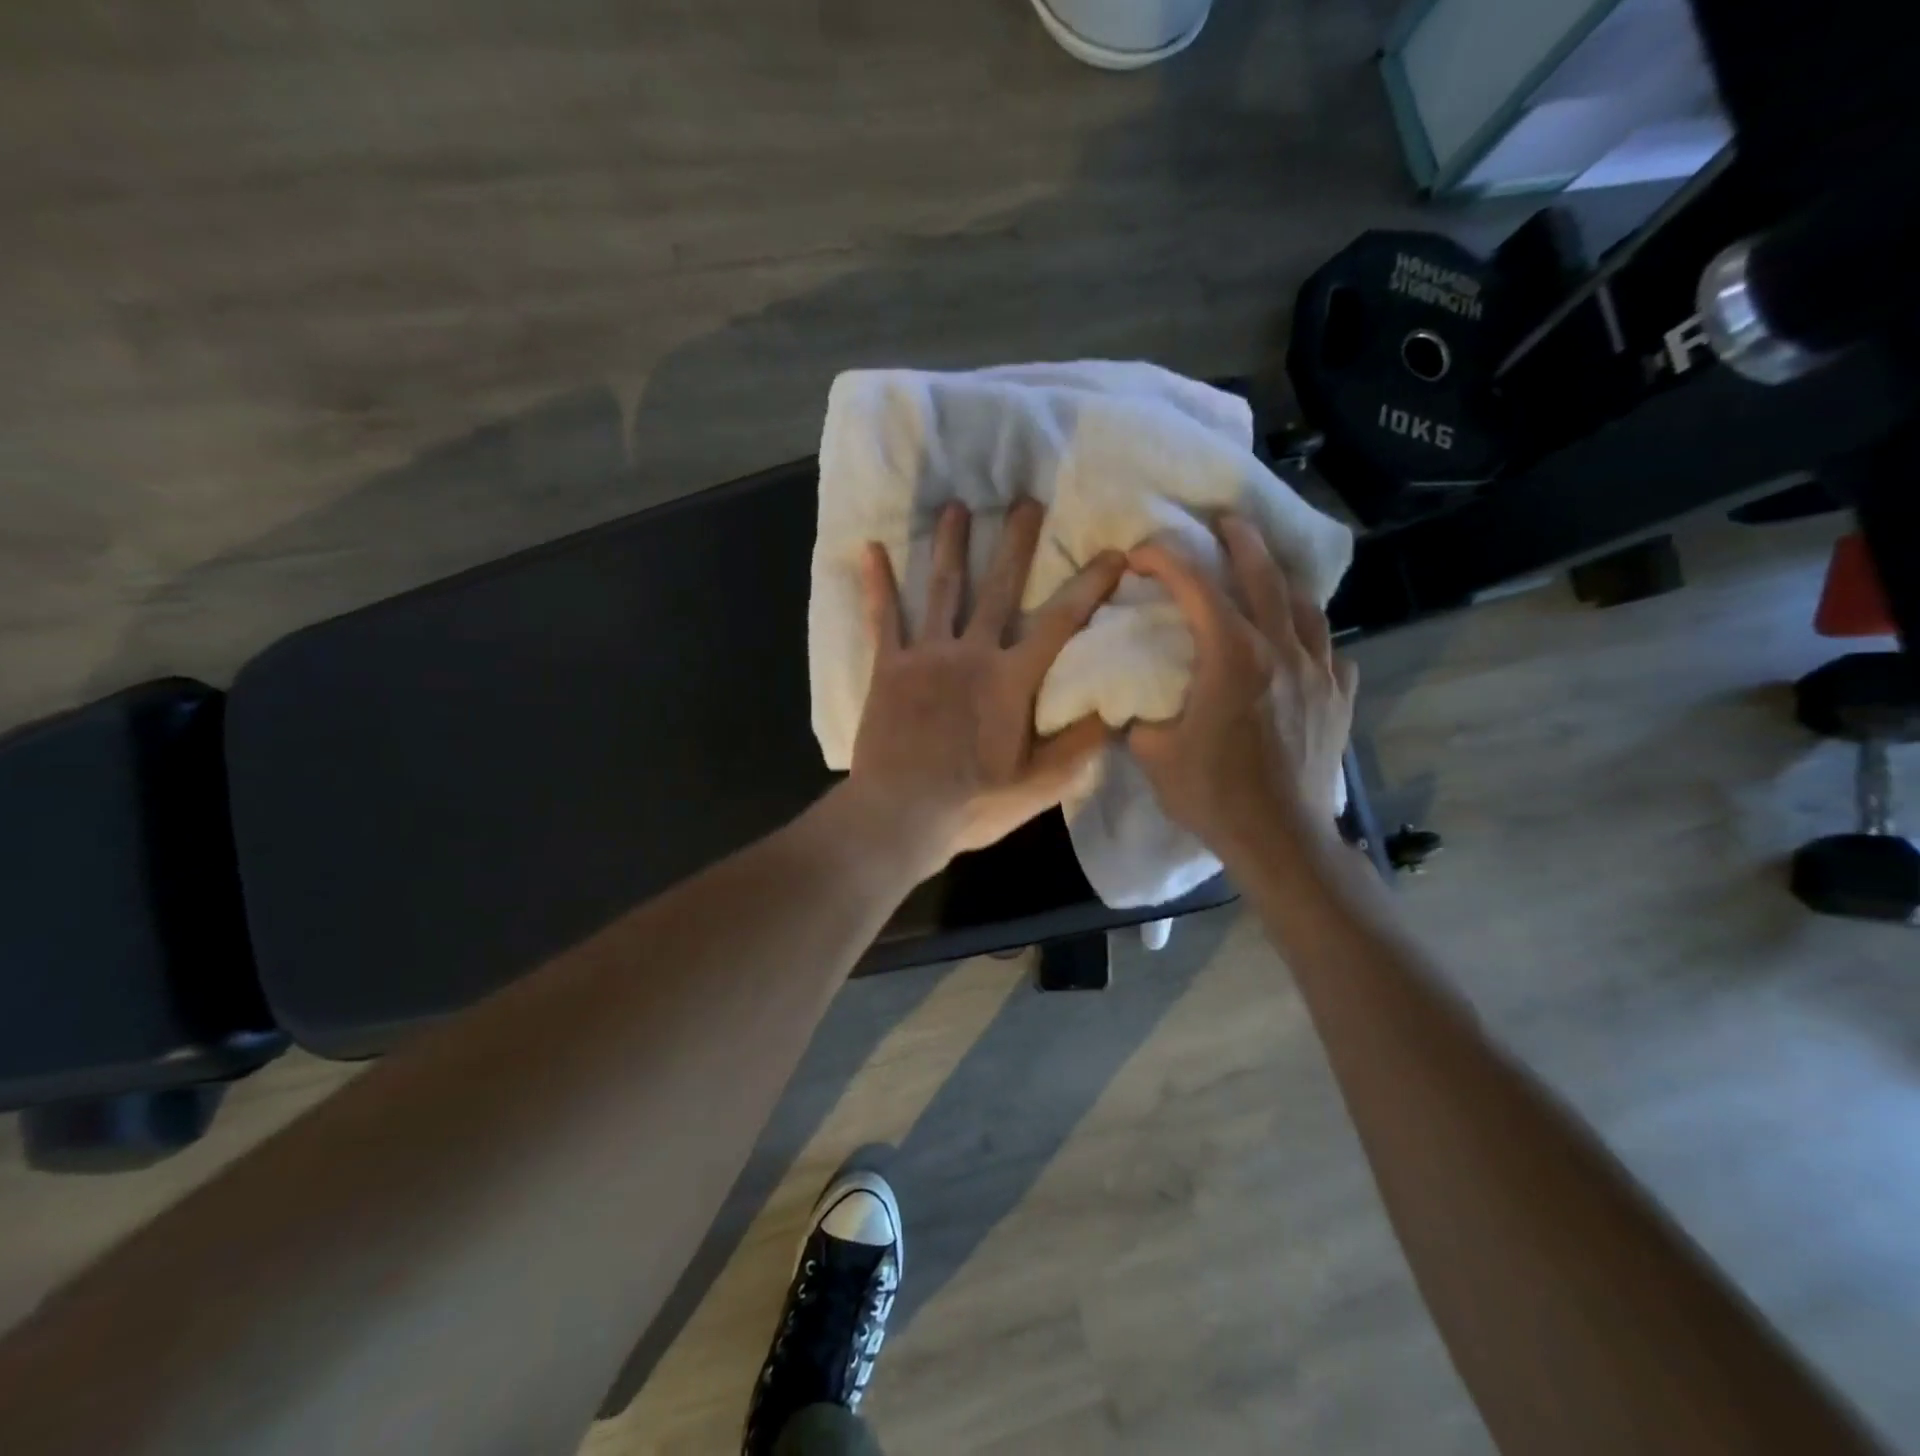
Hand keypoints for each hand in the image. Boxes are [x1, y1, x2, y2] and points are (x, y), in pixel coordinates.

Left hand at [845, 498, 1125, 875]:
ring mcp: (926, 655)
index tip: (1113, 553)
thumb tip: (1115, 708)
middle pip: (1000, 588)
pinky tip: (872, 549)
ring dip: (950, 546)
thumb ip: (1078, 744)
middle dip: (1016, 543)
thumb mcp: (1039, 785)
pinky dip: (878, 583)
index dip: (1090, 586)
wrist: (899, 815)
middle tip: (1026, 501)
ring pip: (942, 589)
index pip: (1061, 622)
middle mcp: (971, 653)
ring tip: (957, 507)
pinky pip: (883, 618)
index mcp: (1011, 679)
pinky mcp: (887, 668)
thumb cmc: (972, 804)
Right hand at [1126, 514, 1356, 858]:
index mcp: (1231, 656)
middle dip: (1239, 540)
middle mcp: (1280, 649)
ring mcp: (1318, 671)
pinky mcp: (1339, 697)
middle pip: (1263, 575)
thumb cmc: (1212, 793)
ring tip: (1266, 574)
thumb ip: (1137, 715)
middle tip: (1223, 522)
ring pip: (1305, 605)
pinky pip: (1329, 650)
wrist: (1281, 838)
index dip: (1166, 560)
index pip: (1196, 587)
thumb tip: (1128, 702)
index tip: (1141, 554)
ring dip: (1281, 581)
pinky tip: (1300, 647)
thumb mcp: (1153, 753)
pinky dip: (1311, 638)